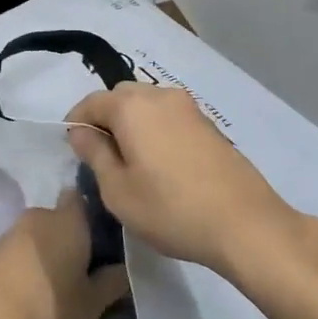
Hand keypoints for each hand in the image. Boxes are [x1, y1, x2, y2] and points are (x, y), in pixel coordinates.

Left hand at [0, 189, 129, 318]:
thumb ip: (112, 282)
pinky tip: (32, 290)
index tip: (102, 238)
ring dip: (48, 252)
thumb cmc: (48, 305)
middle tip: (84, 270)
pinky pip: (21, 249)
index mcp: (69, 219)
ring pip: (40, 235)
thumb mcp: (91, 303)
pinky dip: (28, 263)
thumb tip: (123, 267)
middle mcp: (41, 214)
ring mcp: (13, 229)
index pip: (82, 197)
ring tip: (57, 285)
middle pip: (62, 219)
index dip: (92, 213)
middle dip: (71, 238)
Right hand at [66, 84, 311, 277]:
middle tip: (101, 157)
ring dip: (132, 123)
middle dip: (105, 119)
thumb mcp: (118, 191)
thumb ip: (95, 155)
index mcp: (132, 106)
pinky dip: (156, 129)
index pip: (91, 102)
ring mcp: (188, 107)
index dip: (76, 123)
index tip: (72, 149)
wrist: (245, 223)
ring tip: (131, 162)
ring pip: (147, 104)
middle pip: (120, 97)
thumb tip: (81, 132)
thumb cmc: (171, 209)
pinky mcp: (208, 123)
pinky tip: (160, 163)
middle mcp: (159, 95)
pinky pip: (169, 116)